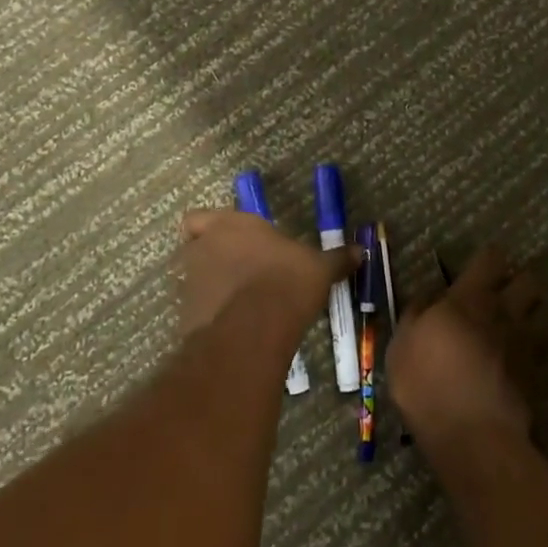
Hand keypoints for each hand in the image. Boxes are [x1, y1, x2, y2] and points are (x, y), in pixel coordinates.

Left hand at [176, 208, 345, 339]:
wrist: (255, 328)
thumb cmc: (286, 280)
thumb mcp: (319, 268)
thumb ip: (336, 258)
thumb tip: (361, 251)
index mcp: (230, 224)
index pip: (198, 218)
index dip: (208, 228)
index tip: (228, 240)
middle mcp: (203, 248)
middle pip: (193, 248)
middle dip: (210, 259)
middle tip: (237, 273)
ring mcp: (190, 284)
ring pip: (193, 281)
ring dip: (209, 289)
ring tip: (238, 305)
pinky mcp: (186, 317)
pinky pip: (196, 313)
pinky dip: (210, 318)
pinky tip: (234, 328)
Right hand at [387, 246, 547, 452]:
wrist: (471, 436)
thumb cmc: (427, 384)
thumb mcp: (402, 344)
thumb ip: (416, 313)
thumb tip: (427, 295)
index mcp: (468, 298)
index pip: (491, 260)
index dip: (489, 259)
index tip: (481, 266)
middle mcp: (503, 313)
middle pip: (529, 280)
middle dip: (520, 281)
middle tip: (505, 293)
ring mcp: (525, 343)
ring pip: (547, 310)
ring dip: (537, 308)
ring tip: (523, 318)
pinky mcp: (537, 374)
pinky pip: (544, 347)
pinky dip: (538, 345)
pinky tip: (524, 355)